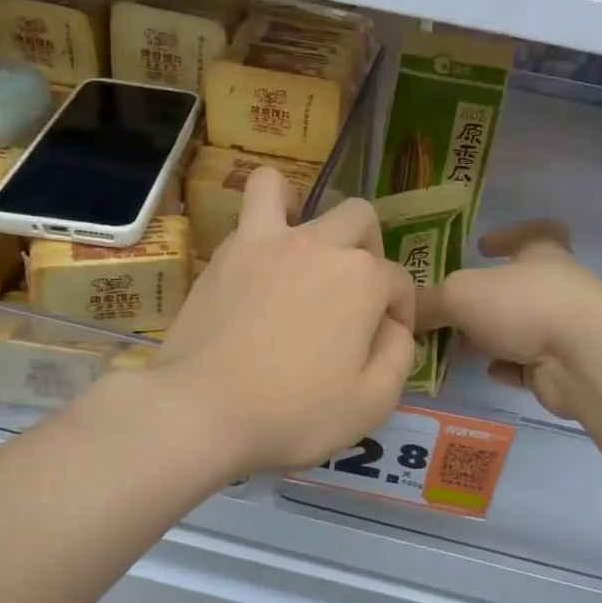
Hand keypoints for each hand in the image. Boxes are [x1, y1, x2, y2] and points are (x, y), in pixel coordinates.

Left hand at [149, 167, 416, 476]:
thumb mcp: (372, 403)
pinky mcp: (224, 254)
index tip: (384, 342)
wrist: (202, 410)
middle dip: (369, 251)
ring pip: (287, 189)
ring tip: (301, 248)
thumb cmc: (294, 413)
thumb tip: (393, 327)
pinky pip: (247, 213)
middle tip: (354, 294)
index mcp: (361, 279)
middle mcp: (319, 245)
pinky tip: (260, 262)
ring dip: (303, 209)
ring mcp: (266, 242)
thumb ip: (399, 355)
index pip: (398, 282)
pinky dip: (260, 224)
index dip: (400, 313)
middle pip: (359, 220)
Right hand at [416, 220, 601, 421]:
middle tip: (451, 308)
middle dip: (486, 297)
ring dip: (494, 335)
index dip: (508, 235)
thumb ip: (430, 301)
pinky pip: (530, 364)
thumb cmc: (523, 304)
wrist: (582, 358)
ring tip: (458, 344)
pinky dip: (509, 366)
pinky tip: (489, 371)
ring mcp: (564, 329)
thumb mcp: (461, 294)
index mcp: (542, 254)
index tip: (482, 245)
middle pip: (519, 286)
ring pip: (522, 327)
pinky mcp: (563, 367)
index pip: (534, 232)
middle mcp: (557, 287)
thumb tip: (403, 312)